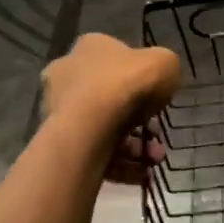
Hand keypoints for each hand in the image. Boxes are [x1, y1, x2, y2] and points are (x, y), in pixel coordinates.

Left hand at [41, 33, 180, 183]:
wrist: (90, 124)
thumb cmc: (127, 83)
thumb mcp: (164, 63)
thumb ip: (163, 67)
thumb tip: (157, 79)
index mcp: (88, 48)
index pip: (116, 59)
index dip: (140, 79)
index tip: (158, 97)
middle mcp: (67, 75)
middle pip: (111, 98)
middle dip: (140, 120)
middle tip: (157, 135)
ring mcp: (58, 110)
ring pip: (105, 128)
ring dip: (135, 147)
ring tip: (154, 159)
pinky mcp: (59, 142)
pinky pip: (96, 152)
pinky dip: (121, 164)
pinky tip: (142, 174)